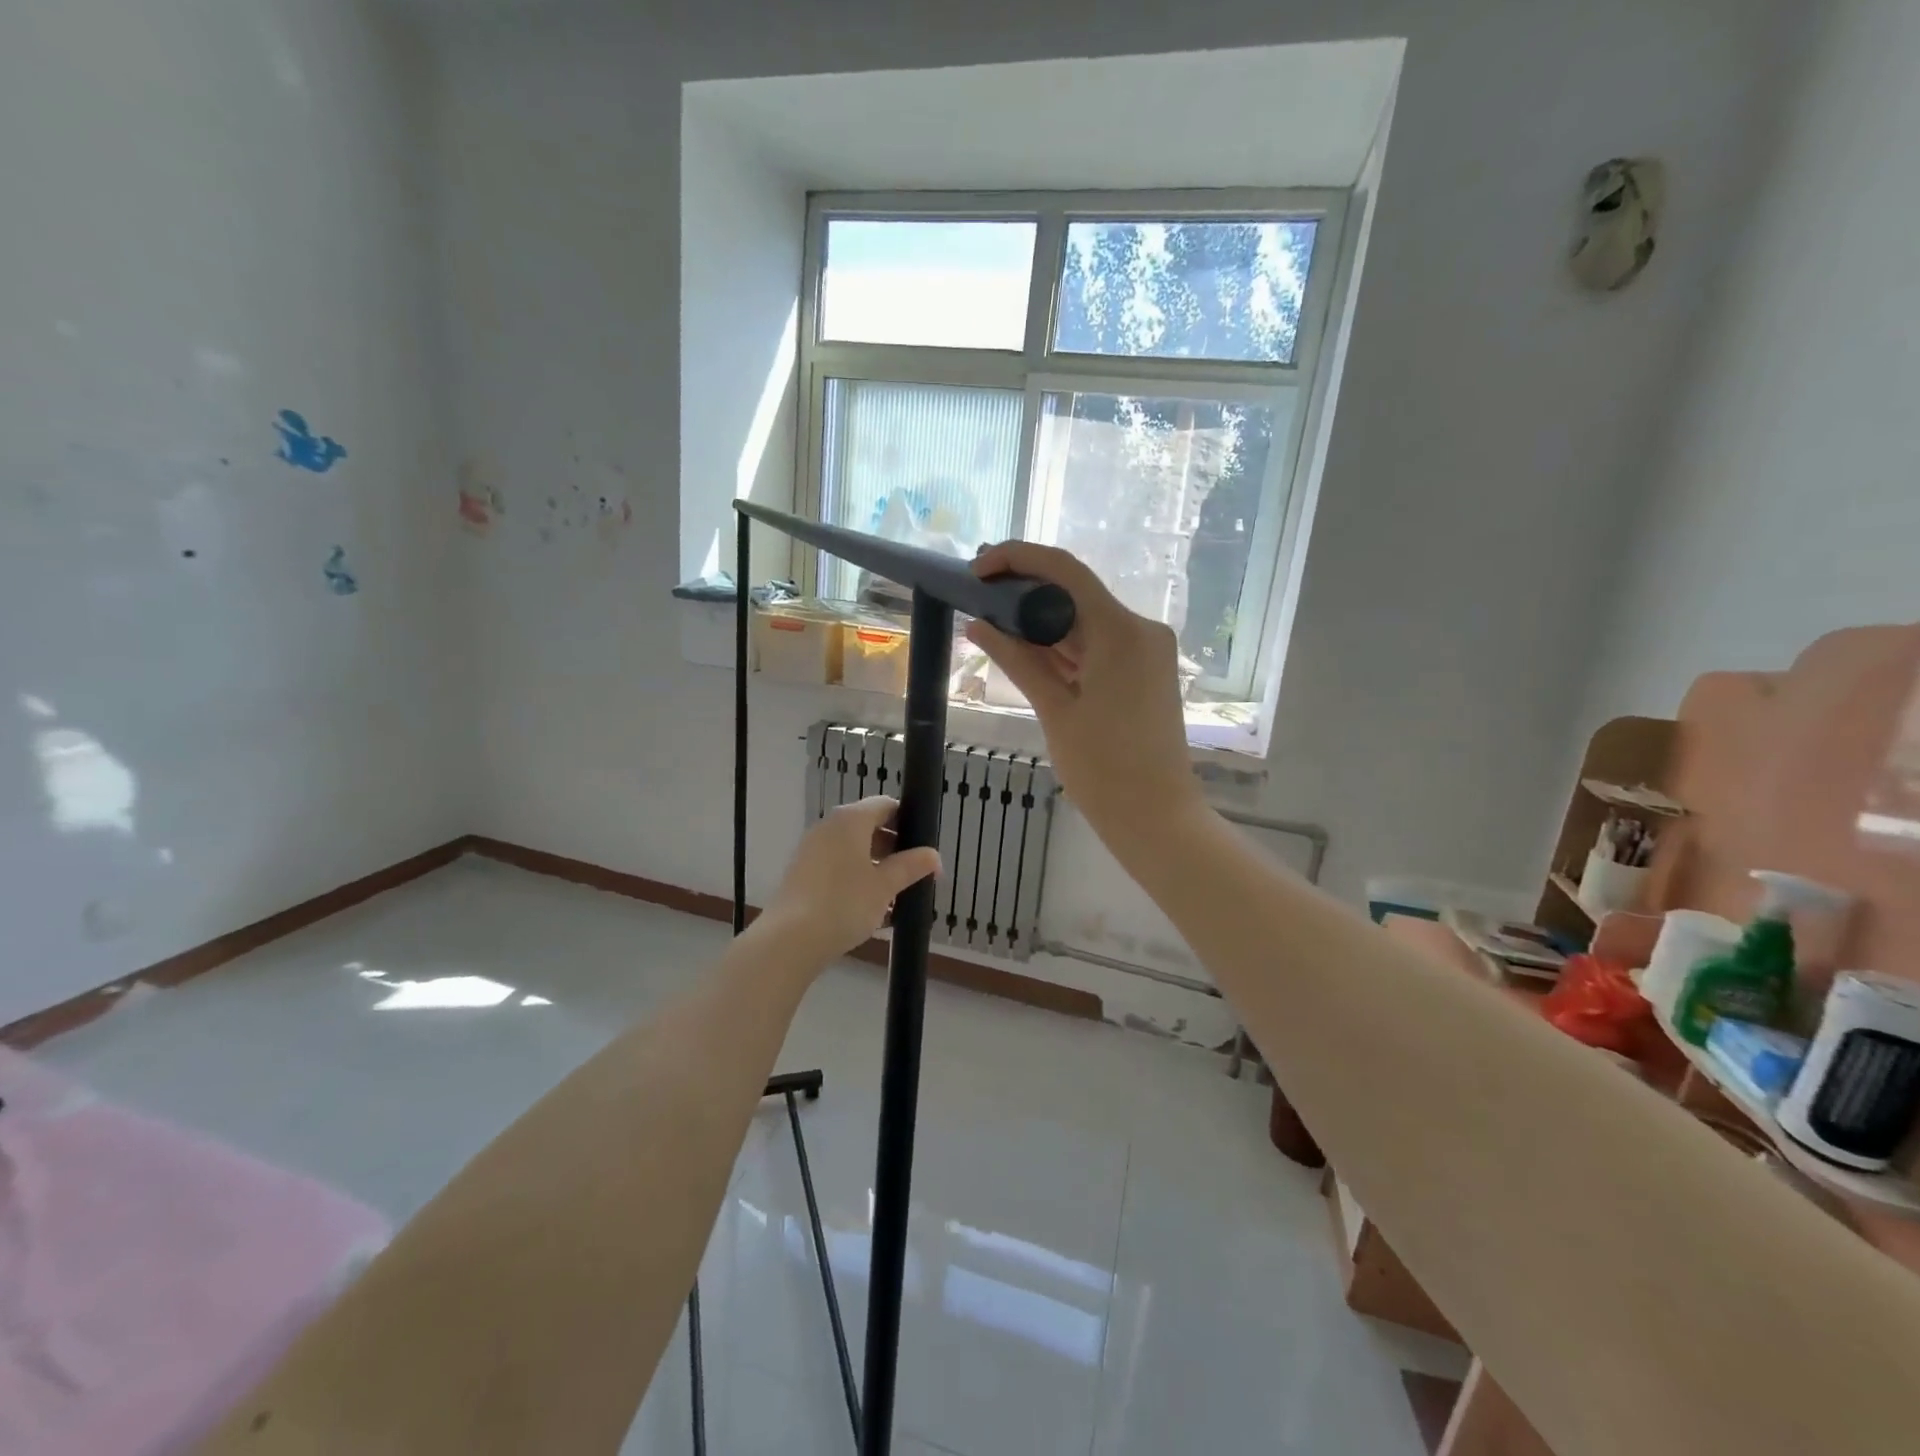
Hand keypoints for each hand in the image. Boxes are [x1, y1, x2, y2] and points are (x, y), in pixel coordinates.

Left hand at [760, 796, 940, 963]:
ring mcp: (812, 849)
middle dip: (894, 849)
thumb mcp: (885, 886)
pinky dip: (856, 879)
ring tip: (896, 896)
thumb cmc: (844, 904)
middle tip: (914, 873)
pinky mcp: (802, 873)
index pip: (886, 805)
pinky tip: (871, 908)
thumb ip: (911, 866)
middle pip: (869, 827)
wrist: (790, 940)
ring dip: (876, 867)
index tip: (924, 846)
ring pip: (853, 850)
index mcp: (850, 820)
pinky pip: (838, 867)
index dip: (908, 821)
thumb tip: (933, 855)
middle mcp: (828, 827)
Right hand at [967, 542, 1204, 858]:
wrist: (1157, 817)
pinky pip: (1098, 645)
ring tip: (992, 625)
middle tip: (977, 599)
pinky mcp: (1145, 670)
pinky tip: (1026, 652)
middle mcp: (1141, 629)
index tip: (978, 569)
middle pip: (1076, 593)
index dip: (1017, 559)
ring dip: (1043, 622)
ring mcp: (1147, 650)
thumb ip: (1018, 660)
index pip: (1065, 571)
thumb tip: (977, 625)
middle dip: (1025, 593)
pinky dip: (1064, 647)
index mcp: (1121, 631)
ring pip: (1086, 620)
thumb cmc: (1103, 769)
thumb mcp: (1055, 711)